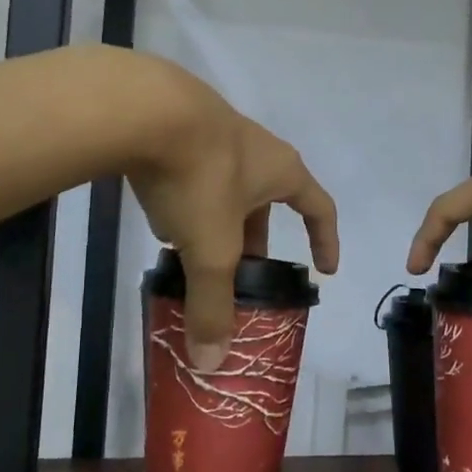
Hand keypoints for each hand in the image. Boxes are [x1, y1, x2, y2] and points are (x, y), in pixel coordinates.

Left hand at [124, 58, 337, 370]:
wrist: (146, 108)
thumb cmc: (200, 177)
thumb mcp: (210, 249)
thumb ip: (212, 304)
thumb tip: (211, 363)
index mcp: (281, 172)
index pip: (320, 208)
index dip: (326, 240)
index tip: (324, 269)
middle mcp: (258, 149)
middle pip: (268, 202)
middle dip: (257, 241)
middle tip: (244, 276)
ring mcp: (218, 132)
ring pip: (227, 187)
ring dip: (218, 220)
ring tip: (195, 252)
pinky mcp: (180, 125)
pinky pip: (194, 171)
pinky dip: (186, 199)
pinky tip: (161, 215)